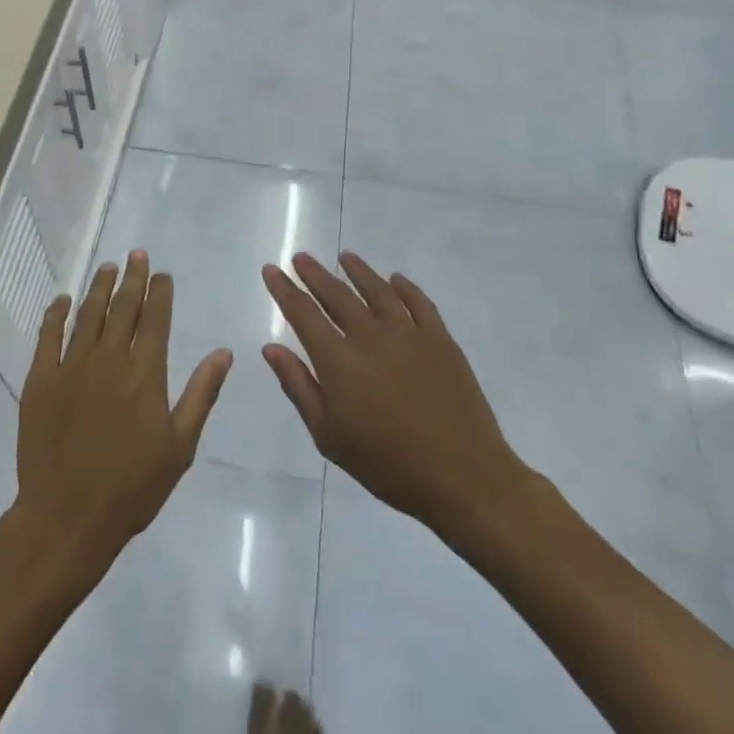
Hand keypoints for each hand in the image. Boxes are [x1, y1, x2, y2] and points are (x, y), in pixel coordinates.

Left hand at [14, 252, 232, 572]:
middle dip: (132, 278)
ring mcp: (70, 367)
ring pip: (87, 315)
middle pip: (122, 308)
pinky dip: (56, 314)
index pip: (155, 319)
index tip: (161, 273)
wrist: (68, 516)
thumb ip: (200, 394)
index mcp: (145, 374)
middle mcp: (108, 359)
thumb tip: (223, 353)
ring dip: (99, 288)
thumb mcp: (180, 446)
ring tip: (107, 267)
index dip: (159, 292)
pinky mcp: (40, 380)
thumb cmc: (132, 487)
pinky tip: (63, 300)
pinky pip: (47, 336)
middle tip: (136, 254)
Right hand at [262, 251, 541, 553]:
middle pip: (337, 294)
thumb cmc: (386, 463)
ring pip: (377, 290)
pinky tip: (395, 279)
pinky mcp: (440, 340)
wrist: (462, 476)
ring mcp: (409, 334)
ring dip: (358, 271)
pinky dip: (404, 287)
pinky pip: (418, 302)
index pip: (302, 312)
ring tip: (345, 257)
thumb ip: (298, 386)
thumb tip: (271, 348)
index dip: (284, 289)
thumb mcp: (328, 435)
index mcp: (338, 360)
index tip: (271, 269)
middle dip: (314, 274)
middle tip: (300, 257)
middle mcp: (370, 336)